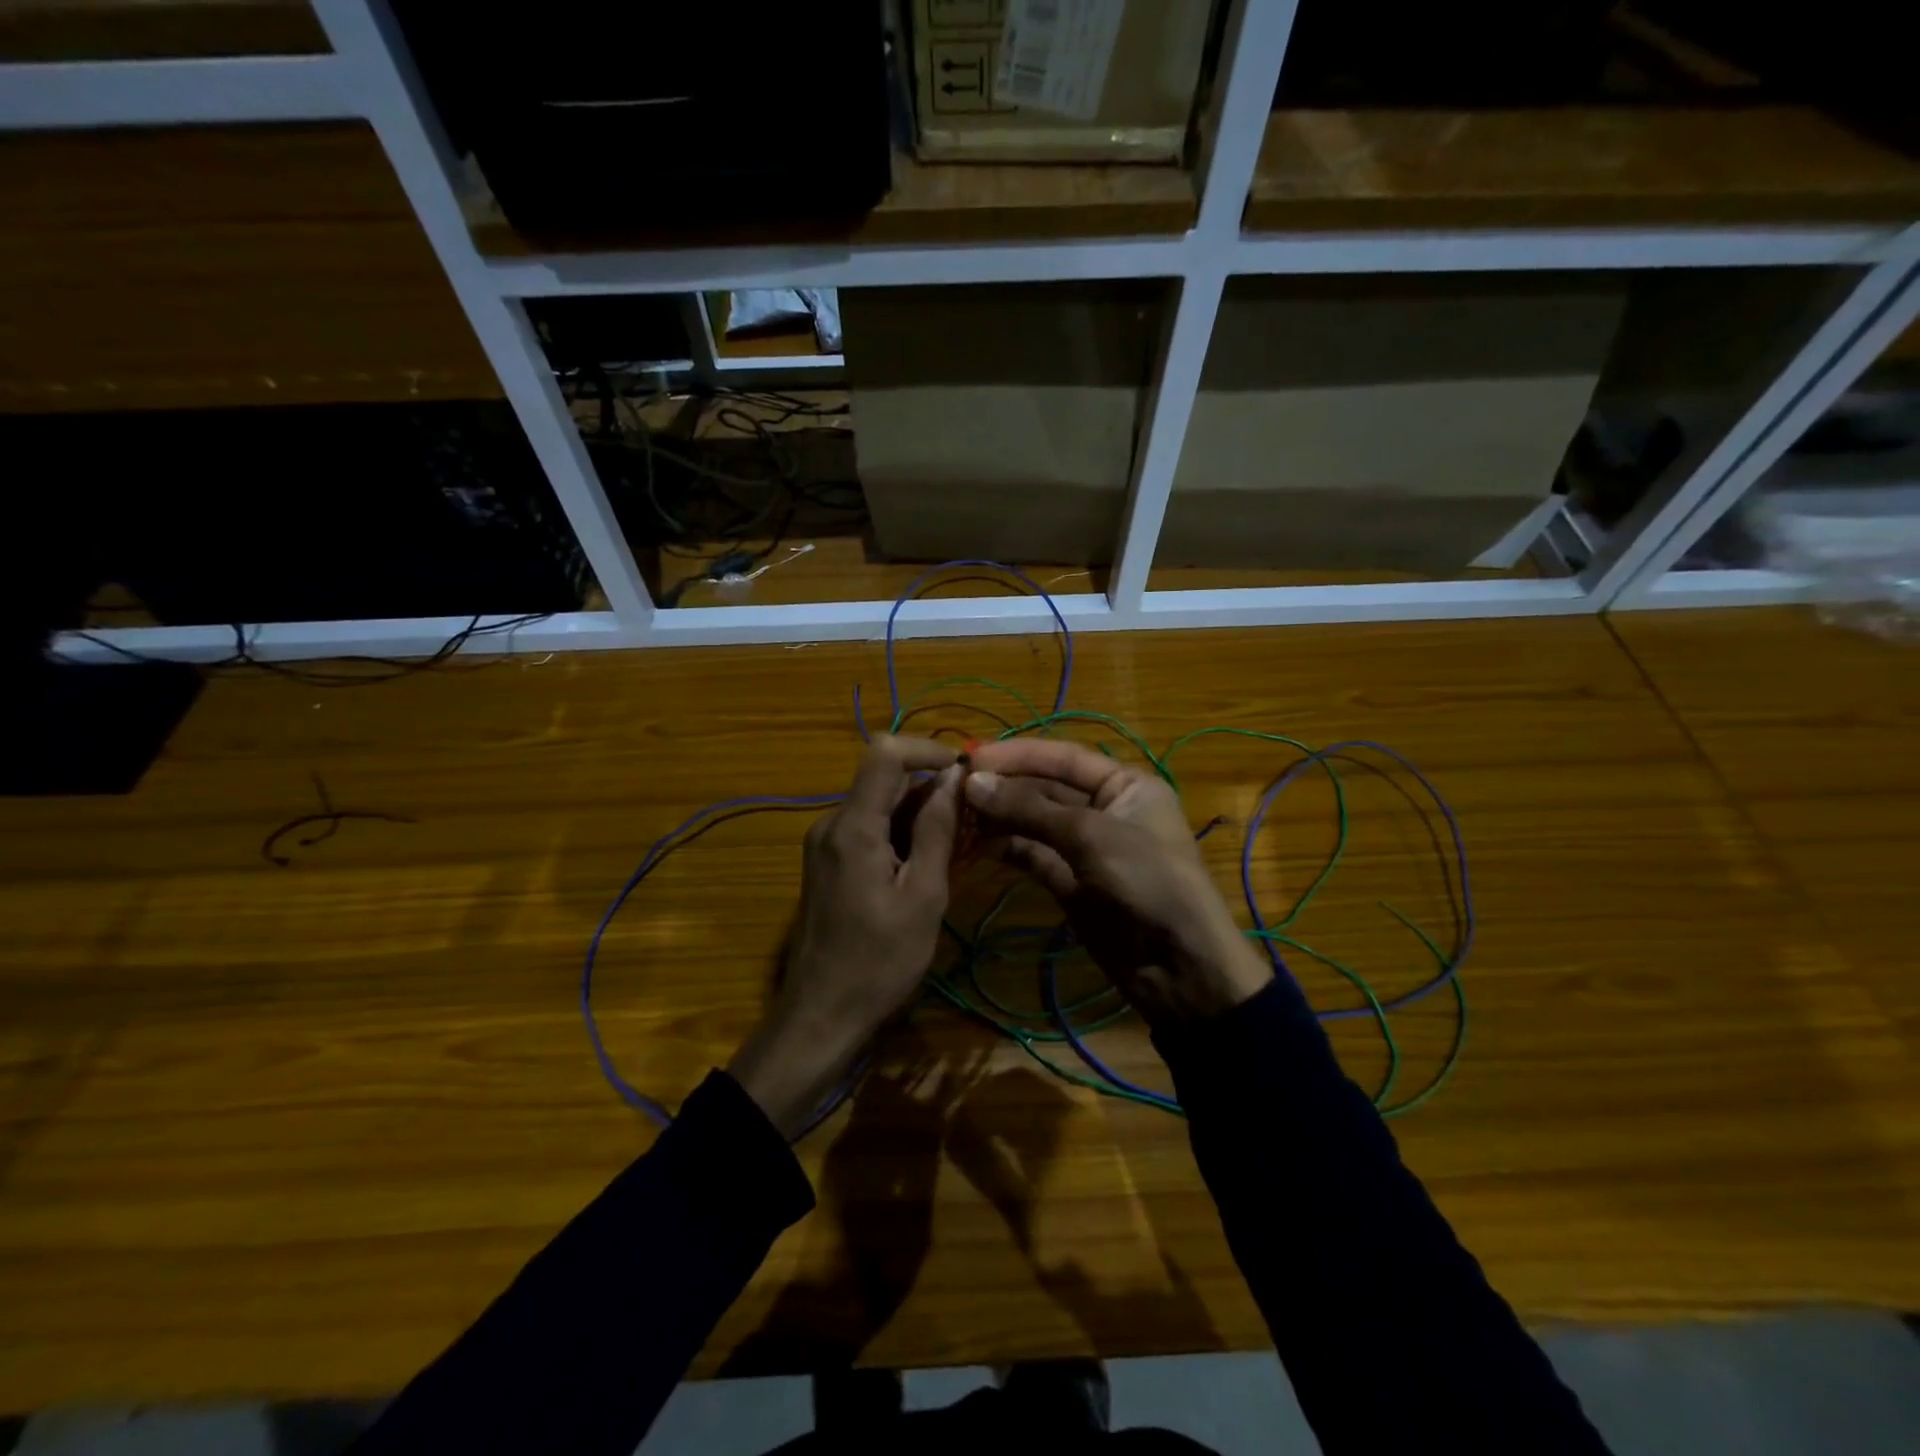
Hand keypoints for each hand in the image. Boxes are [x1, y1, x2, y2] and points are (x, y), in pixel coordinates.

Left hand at [728, 736, 961, 1137]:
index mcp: (852, 826)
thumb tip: (953, 777)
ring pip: (877, 805)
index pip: (885, 752)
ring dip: (917, 816)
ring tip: (953, 851)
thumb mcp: (923, 895)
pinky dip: (898, 835)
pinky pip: (867, 829)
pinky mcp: (825, 863)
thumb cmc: (879, 962)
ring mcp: (824, 843)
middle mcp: (830, 823)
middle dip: (929, 790)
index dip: (927, 749)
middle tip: (970, 823)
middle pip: (883, 779)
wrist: (820, 1015)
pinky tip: (922, 869)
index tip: (964, 772)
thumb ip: (937, 829)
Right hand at [964, 738, 1270, 1026]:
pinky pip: (1033, 855)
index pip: (1063, 757)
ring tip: (956, 815)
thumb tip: (972, 783)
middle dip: (1004, 787)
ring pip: (1035, 822)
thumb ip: (1029, 808)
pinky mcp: (1071, 882)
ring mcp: (1086, 847)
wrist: (1178, 966)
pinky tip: (975, 843)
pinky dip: (1007, 848)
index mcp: (1125, 784)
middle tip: (954, 788)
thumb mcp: (1090, 835)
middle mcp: (1105, 808)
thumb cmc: (1146, 880)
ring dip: (1000, 817)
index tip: (971, 757)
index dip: (1018, 755)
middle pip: (1045, 788)